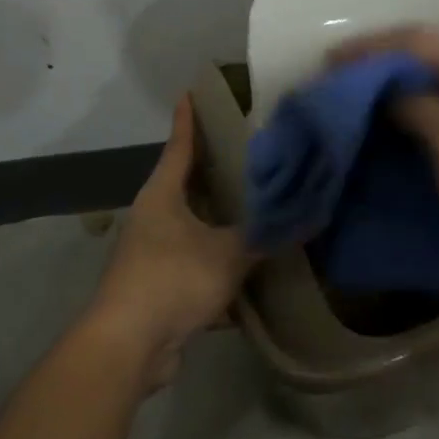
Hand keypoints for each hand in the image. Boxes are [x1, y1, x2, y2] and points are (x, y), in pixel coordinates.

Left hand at [88, 93, 250, 389]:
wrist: (129, 346)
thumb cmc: (173, 279)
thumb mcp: (228, 253)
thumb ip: (267, 236)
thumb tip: (309, 218)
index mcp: (162, 197)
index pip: (179, 147)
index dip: (188, 121)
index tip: (191, 92)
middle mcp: (152, 219)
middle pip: (184, 186)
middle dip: (211, 171)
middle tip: (245, 152)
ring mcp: (152, 254)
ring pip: (191, 227)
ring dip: (217, 221)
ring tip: (252, 206)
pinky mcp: (158, 288)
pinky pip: (194, 265)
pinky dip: (217, 263)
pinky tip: (245, 269)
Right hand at [330, 27, 438, 297]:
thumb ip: (416, 106)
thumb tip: (387, 89)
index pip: (415, 40)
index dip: (368, 48)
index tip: (325, 63)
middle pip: (425, 64)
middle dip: (377, 73)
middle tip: (334, 90)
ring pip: (435, 99)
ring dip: (394, 103)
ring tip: (352, 117)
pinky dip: (415, 134)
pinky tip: (391, 149)